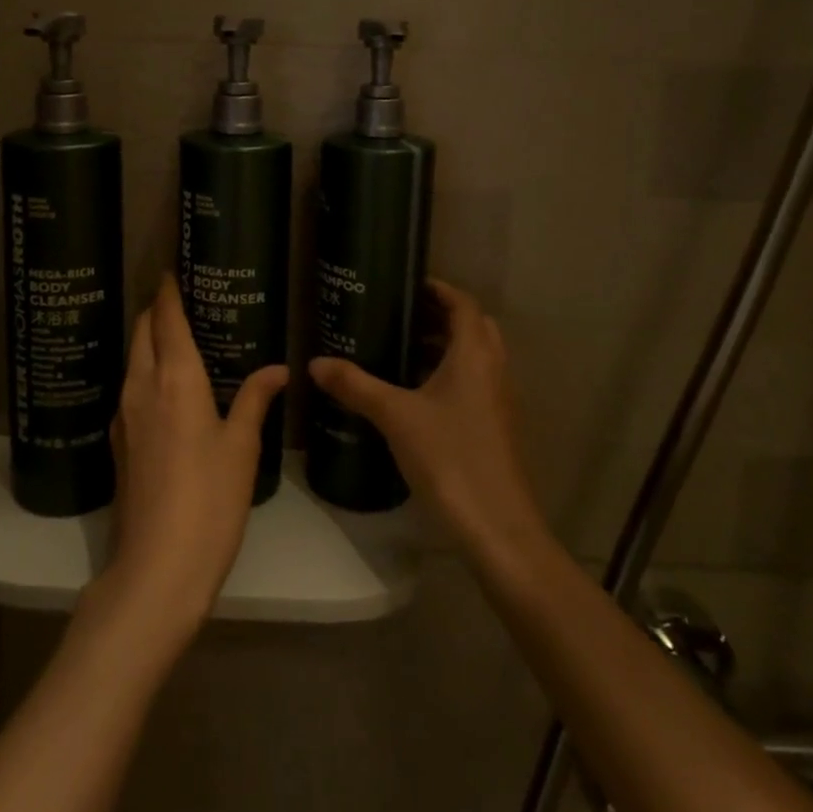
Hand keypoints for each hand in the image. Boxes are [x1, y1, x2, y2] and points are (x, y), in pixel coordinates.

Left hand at [98, 277, 286, 640]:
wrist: (156, 568)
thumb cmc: (209, 501)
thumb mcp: (241, 448)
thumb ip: (254, 399)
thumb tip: (278, 368)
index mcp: (174, 378)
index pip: (165, 318)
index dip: (168, 290)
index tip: (173, 268)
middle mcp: (141, 386)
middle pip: (141, 331)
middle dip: (155, 308)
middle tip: (181, 298)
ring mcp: (124, 415)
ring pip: (132, 358)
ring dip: (148, 339)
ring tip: (178, 336)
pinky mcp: (119, 441)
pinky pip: (130, 387)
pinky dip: (146, 370)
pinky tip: (167, 386)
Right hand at [309, 280, 545, 560]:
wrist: (497, 527)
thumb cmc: (449, 458)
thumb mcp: (395, 417)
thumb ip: (356, 386)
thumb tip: (315, 363)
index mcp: (474, 355)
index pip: (463, 304)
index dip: (438, 289)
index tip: (406, 284)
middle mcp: (493, 370)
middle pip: (472, 327)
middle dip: (440, 316)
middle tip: (400, 315)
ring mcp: (497, 401)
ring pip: (475, 357)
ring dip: (444, 347)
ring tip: (400, 349)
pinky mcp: (494, 428)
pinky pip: (473, 383)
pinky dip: (448, 375)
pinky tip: (414, 394)